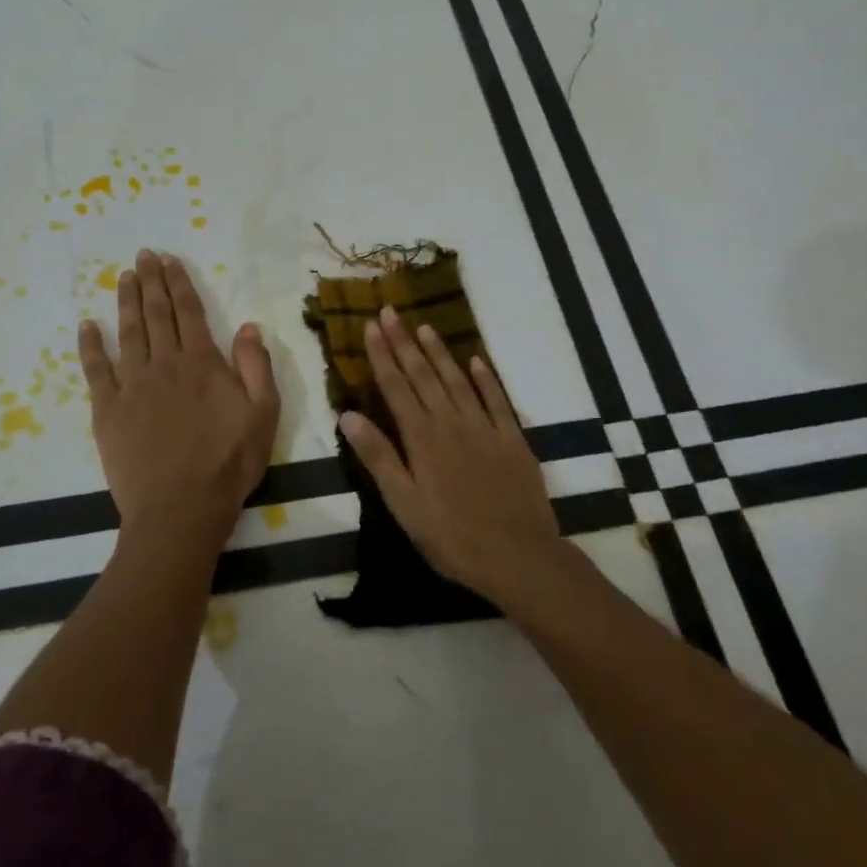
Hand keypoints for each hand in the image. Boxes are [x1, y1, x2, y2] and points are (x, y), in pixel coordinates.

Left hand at [79, 249, 280, 563]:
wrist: (181, 508)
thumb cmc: (229, 463)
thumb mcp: (264, 414)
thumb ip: (257, 366)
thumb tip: (248, 325)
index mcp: (203, 363)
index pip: (189, 311)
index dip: (179, 283)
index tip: (169, 260)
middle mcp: (165, 364)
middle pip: (157, 314)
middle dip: (151, 282)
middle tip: (143, 256)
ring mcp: (133, 385)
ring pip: (129, 332)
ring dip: (126, 302)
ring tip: (123, 277)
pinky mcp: (107, 410)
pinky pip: (96, 370)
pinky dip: (91, 345)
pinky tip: (87, 325)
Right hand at [340, 306, 566, 609]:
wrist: (519, 555)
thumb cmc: (452, 537)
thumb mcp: (405, 504)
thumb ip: (378, 457)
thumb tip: (347, 415)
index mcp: (423, 438)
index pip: (396, 387)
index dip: (382, 355)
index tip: (370, 325)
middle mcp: (452, 422)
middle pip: (424, 375)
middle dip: (404, 342)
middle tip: (391, 310)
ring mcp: (485, 428)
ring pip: (458, 380)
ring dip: (440, 352)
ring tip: (424, 326)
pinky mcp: (512, 439)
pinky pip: (497, 400)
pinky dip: (486, 378)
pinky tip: (477, 360)